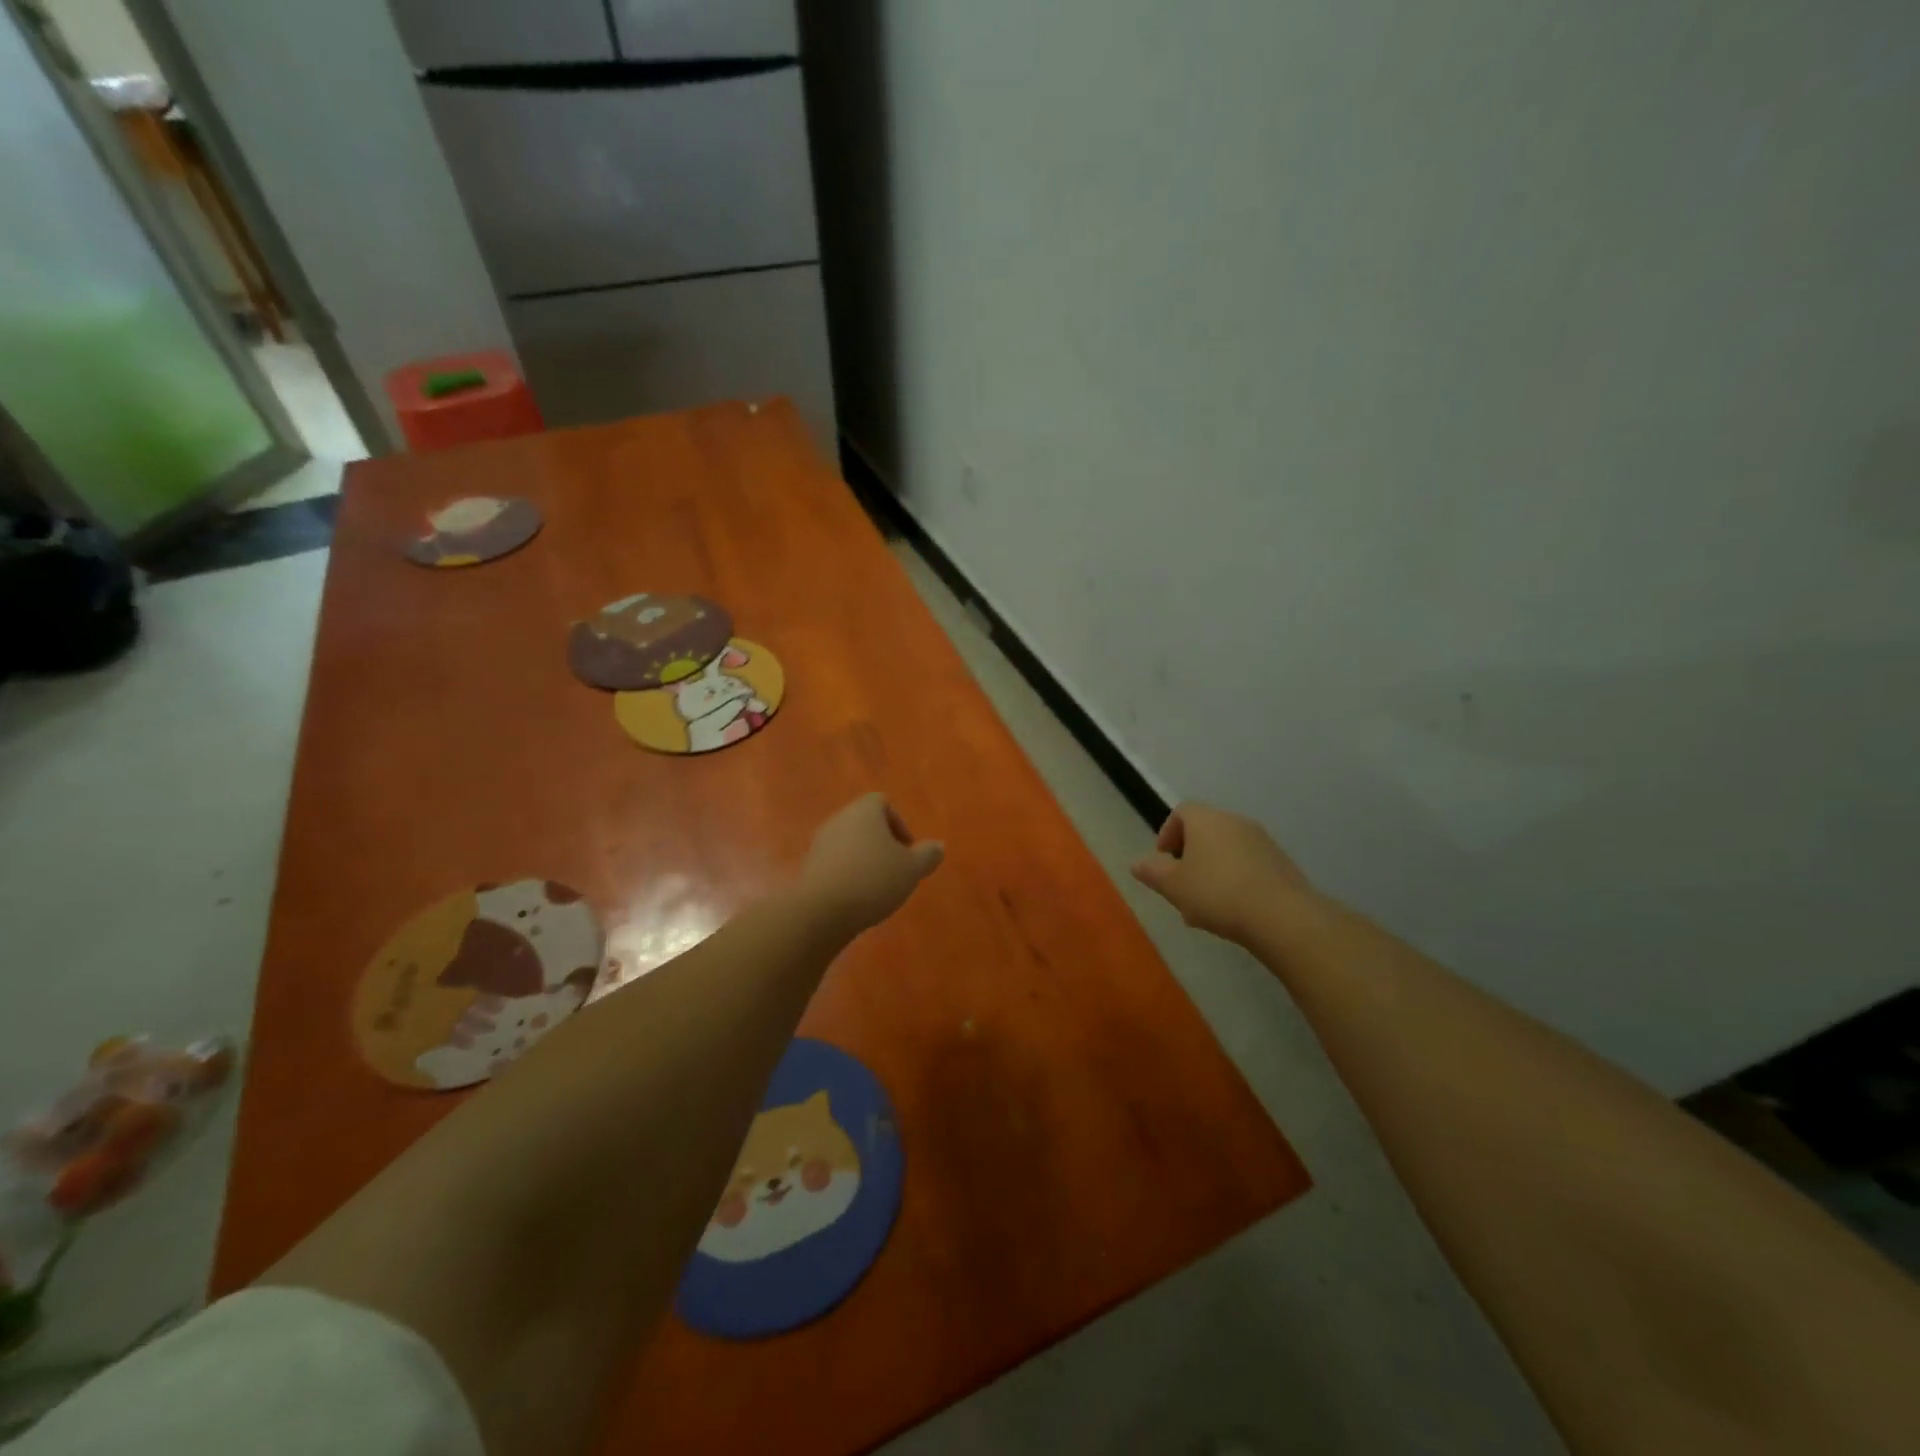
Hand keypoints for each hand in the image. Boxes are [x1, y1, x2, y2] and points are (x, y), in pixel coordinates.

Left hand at [801, 793, 944, 933]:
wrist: (821, 911)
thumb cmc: (873, 879)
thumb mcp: (912, 869)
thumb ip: (928, 855)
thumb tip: (937, 846)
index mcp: (864, 811)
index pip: (882, 802)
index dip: (899, 823)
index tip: (908, 850)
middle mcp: (839, 820)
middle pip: (864, 823)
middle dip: (882, 844)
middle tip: (896, 869)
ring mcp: (820, 843)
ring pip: (848, 844)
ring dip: (864, 860)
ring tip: (877, 888)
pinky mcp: (809, 868)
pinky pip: (834, 864)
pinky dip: (847, 875)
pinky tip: (856, 898)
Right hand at [1130, 801, 1311, 943]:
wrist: (1282, 916)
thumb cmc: (1217, 893)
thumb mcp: (1173, 885)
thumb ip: (1152, 871)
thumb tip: (1137, 863)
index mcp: (1207, 820)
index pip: (1181, 812)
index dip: (1167, 834)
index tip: (1163, 861)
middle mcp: (1236, 821)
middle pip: (1205, 831)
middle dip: (1189, 857)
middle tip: (1182, 887)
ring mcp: (1263, 841)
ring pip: (1227, 850)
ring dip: (1212, 871)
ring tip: (1205, 906)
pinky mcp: (1282, 863)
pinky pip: (1249, 865)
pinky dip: (1235, 880)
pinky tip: (1233, 911)